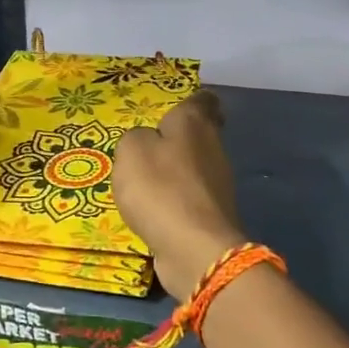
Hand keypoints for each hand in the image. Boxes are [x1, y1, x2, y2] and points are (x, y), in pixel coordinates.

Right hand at [113, 91, 245, 299]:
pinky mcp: (211, 214)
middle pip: (200, 134)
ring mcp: (217, 184)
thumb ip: (135, 138)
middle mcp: (213, 148)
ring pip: (196, 166)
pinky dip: (176, 198)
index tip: (174, 107)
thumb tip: (146, 142)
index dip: (191, 100)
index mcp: (194, 123)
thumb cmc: (160, 188)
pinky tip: (155, 207)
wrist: (193, 247)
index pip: (203, 100)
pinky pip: (190, 197)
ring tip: (147, 178)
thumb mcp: (131, 151)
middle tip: (150, 143)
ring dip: (176, 170)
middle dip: (180, 137)